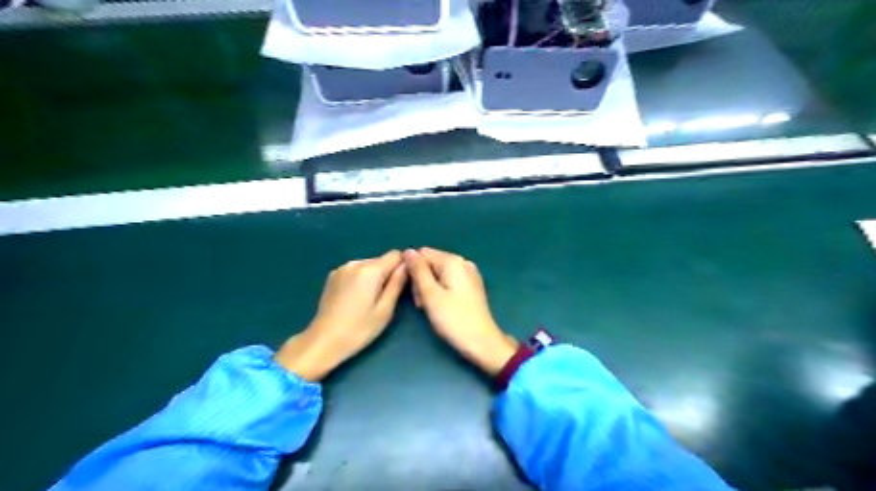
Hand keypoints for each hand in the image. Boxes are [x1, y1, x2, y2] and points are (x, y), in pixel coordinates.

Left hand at [275, 251, 408, 381]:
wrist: (323, 341)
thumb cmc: (359, 329)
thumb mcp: (385, 310)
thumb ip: (397, 284)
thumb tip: (407, 265)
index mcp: (370, 270)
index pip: (396, 255)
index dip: (403, 267)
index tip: (403, 284)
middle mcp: (355, 263)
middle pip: (381, 260)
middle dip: (388, 274)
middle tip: (386, 299)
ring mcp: (341, 268)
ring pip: (369, 266)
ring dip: (374, 278)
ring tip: (370, 301)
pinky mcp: (333, 276)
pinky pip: (356, 271)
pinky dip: (361, 280)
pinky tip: (356, 299)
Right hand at [406, 248, 518, 376]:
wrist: (482, 342)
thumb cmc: (454, 319)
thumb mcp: (430, 294)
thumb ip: (418, 271)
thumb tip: (407, 251)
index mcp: (453, 261)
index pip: (422, 254)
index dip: (412, 270)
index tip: (412, 291)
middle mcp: (463, 263)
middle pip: (431, 263)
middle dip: (421, 281)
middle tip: (421, 303)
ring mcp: (469, 274)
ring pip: (438, 274)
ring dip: (429, 288)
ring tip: (429, 308)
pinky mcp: (471, 287)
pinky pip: (449, 282)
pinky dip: (440, 292)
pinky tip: (440, 307)